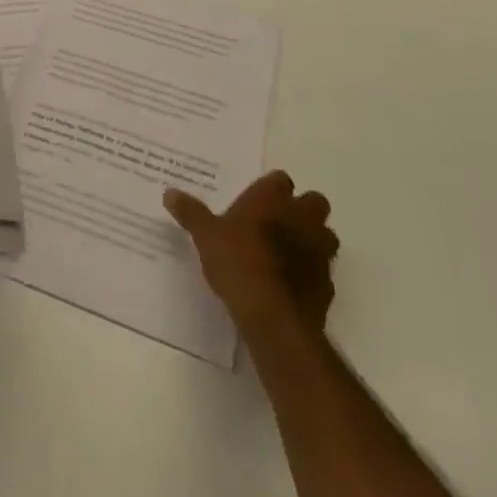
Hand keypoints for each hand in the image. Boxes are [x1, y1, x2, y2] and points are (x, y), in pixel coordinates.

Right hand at [166, 171, 339, 339]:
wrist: (274, 317)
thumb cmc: (238, 263)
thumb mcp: (206, 236)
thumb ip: (190, 213)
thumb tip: (169, 193)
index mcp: (272, 198)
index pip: (280, 179)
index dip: (272, 189)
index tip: (259, 201)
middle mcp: (301, 217)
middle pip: (315, 202)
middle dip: (303, 210)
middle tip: (280, 223)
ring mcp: (319, 251)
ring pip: (326, 235)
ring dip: (314, 240)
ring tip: (290, 254)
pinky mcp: (327, 285)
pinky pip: (324, 272)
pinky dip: (313, 275)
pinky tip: (293, 286)